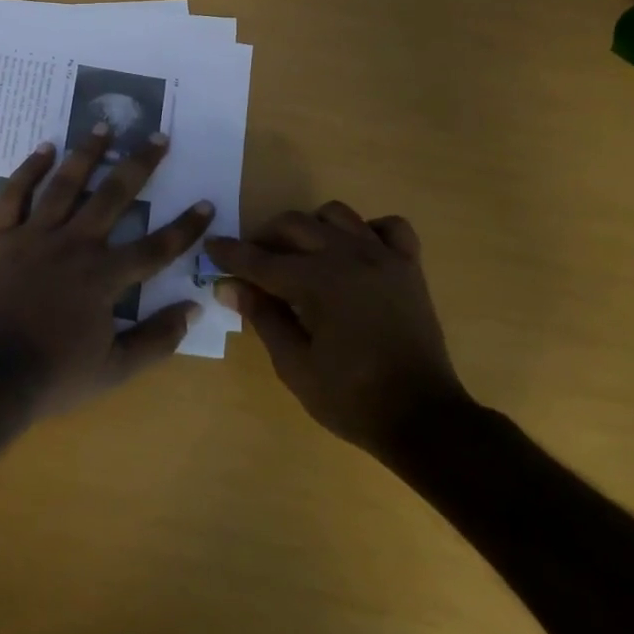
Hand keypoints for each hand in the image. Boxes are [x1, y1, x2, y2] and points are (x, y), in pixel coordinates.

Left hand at [0, 128, 212, 418]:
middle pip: (113, 196)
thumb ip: (157, 340)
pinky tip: (44, 148)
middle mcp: (74, 245)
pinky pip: (14, 194)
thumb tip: (194, 308)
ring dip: (87, 153)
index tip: (206, 203)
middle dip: (140, 165)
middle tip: (157, 135)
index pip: (157, 247)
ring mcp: (33, 236)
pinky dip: (29, 169)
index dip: (186, 227)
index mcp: (104, 277)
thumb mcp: (114, 371)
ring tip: (103, 125)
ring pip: (65, 184)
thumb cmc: (50, 377)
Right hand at [208, 205, 470, 461]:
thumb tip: (228, 286)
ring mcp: (383, 257)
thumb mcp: (294, 365)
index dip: (230, 254)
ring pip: (336, 215)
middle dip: (265, 238)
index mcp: (318, 282)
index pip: (261, 260)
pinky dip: (365, 231)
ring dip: (310, 229)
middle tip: (252, 261)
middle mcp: (349, 257)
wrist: (423, 418)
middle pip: (294, 225)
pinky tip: (353, 253)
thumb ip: (262, 317)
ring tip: (300, 255)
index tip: (211, 246)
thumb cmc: (351, 398)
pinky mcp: (408, 267)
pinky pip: (387, 227)